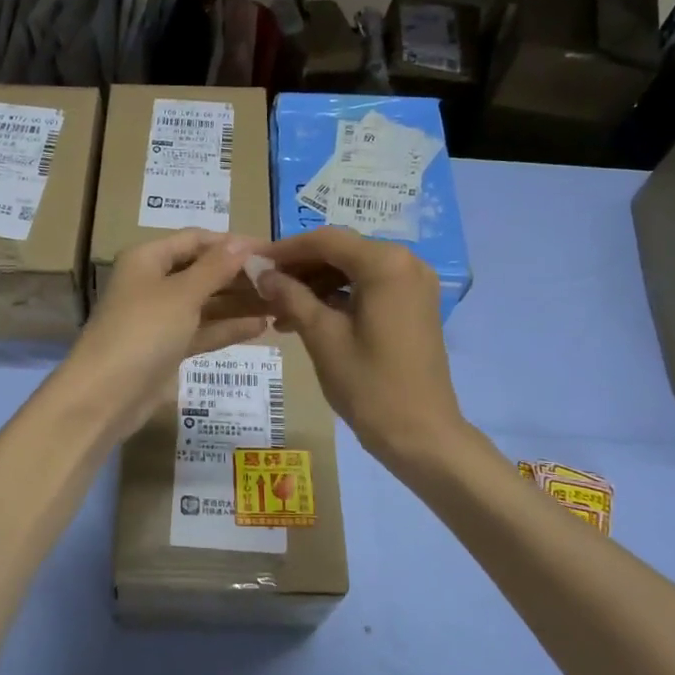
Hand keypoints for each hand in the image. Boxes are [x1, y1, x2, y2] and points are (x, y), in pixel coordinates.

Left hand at [55, 232, 268, 442]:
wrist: (106, 396)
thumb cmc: (143, 331)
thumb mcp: (182, 294)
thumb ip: (215, 268)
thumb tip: (242, 242)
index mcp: (148, 259)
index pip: (195, 240)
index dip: (232, 243)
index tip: (271, 251)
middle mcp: (153, 283)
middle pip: (203, 271)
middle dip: (240, 275)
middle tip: (283, 280)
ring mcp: (161, 319)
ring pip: (206, 303)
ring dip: (239, 303)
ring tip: (281, 303)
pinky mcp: (168, 349)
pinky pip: (203, 331)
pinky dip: (228, 328)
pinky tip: (261, 327)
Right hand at [255, 228, 464, 465]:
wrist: (421, 434)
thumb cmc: (369, 385)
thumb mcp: (322, 336)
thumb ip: (290, 296)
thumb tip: (259, 271)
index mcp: (385, 263)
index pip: (325, 240)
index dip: (285, 249)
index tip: (253, 264)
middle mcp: (406, 262)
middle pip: (341, 252)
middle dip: (300, 268)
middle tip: (263, 288)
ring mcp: (414, 284)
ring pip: (353, 270)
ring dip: (316, 284)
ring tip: (279, 310)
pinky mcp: (414, 305)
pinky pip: (369, 288)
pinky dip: (338, 297)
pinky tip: (307, 318)